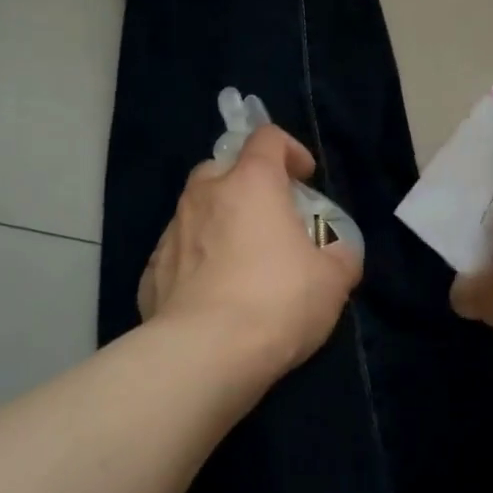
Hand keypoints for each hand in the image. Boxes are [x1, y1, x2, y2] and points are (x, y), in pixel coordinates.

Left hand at [139, 124, 361, 374]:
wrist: (203, 355)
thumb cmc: (276, 302)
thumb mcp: (333, 281)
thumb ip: (341, 256)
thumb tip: (338, 254)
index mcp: (250, 183)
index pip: (267, 138)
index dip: (290, 150)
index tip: (305, 178)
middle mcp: (205, 196)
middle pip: (223, 168)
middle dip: (246, 183)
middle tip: (269, 217)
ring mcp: (172, 232)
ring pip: (196, 210)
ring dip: (219, 222)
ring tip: (240, 261)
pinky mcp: (151, 271)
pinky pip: (179, 253)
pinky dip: (196, 261)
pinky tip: (211, 295)